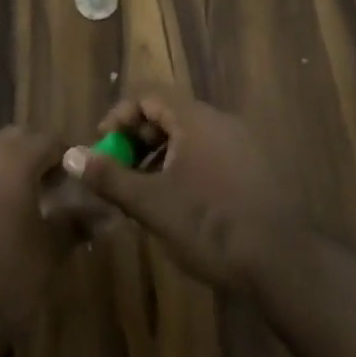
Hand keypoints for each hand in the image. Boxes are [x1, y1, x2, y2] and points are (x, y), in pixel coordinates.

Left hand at [0, 126, 71, 337]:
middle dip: (38, 154)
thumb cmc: (10, 275)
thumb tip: (103, 213)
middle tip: (56, 186)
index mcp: (14, 160)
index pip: (49, 140)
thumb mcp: (51, 249)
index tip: (81, 181)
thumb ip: (76, 222)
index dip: (68, 156)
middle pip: (17, 138)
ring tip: (28, 201)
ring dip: (11, 166)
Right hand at [64, 87, 295, 290]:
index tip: (104, 147)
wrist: (284, 262)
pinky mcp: (256, 169)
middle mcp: (220, 120)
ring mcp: (243, 144)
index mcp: (195, 118)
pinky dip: (187, 167)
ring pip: (190, 136)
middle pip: (169, 113)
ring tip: (146, 193)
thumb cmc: (210, 224)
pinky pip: (211, 153)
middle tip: (121, 173)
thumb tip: (71, 154)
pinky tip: (182, 205)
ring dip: (161, 156)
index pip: (148, 94)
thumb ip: (110, 177)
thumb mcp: (152, 204)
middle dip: (138, 139)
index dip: (120, 115)